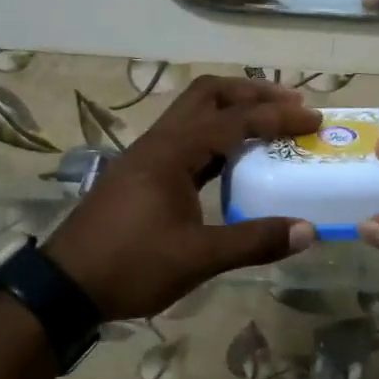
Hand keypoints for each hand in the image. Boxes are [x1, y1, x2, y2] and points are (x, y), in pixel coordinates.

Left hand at [46, 77, 319, 320]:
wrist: (65, 286)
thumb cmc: (130, 266)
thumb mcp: (196, 258)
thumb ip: (253, 242)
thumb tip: (307, 231)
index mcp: (172, 153)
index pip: (233, 120)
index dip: (276, 117)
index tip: (313, 119)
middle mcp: (159, 143)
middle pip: (208, 94)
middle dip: (251, 93)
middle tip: (290, 105)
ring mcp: (147, 156)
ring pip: (193, 113)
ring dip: (232, 109)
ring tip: (268, 123)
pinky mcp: (142, 173)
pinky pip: (186, 137)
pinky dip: (216, 135)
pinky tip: (233, 158)